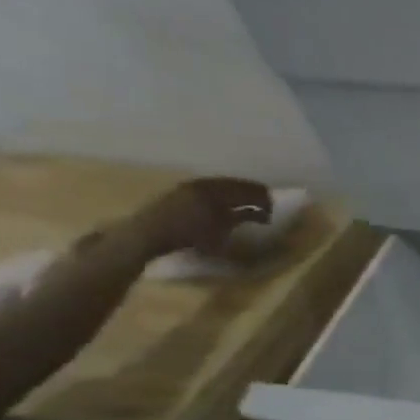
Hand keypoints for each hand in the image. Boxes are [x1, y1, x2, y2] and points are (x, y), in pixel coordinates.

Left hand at [126, 177, 272, 259]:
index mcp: (219, 191)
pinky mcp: (179, 192)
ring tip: (245, 204)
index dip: (263, 199)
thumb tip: (260, 214)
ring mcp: (190, 186)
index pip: (249, 190)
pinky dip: (221, 195)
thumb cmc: (189, 237)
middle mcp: (206, 183)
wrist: (146, 235)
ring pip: (222, 185)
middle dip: (252, 193)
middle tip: (264, 203)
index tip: (273, 209)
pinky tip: (223, 205)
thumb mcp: (222, 232)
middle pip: (236, 185)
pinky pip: (208, 188)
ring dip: (236, 194)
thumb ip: (243, 219)